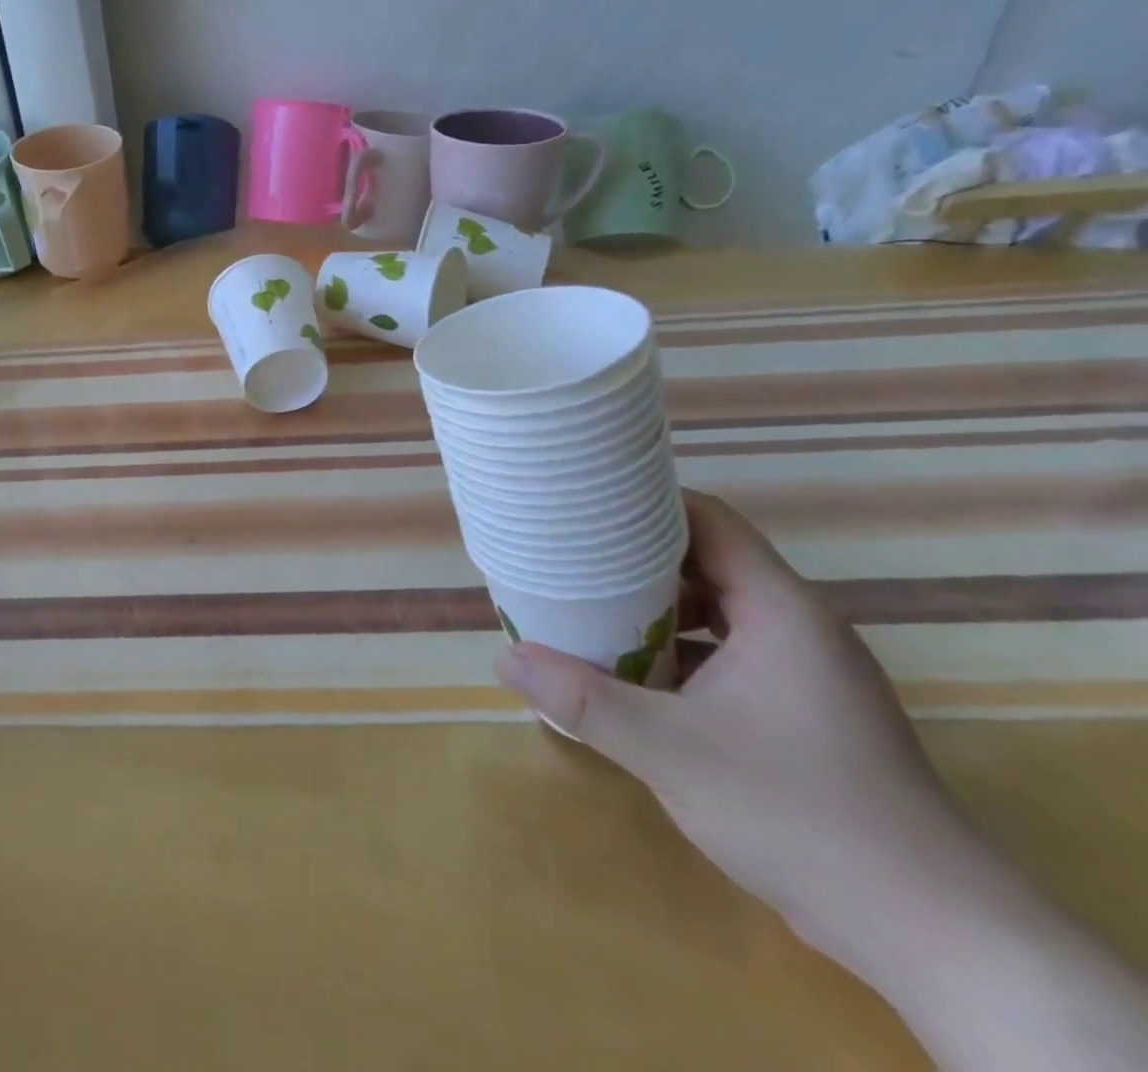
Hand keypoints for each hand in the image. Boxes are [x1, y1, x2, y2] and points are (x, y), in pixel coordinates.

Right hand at [494, 489, 979, 965]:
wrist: (930, 933)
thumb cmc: (798, 814)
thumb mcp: (669, 751)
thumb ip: (583, 699)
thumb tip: (504, 659)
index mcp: (779, 611)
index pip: (710, 521)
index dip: (648, 502)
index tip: (586, 503)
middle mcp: (798, 628)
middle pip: (708, 561)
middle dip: (638, 556)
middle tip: (570, 554)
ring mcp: (806, 673)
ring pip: (718, 611)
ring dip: (657, 607)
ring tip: (590, 607)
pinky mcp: (804, 713)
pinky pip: (729, 653)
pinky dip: (681, 649)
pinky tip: (635, 674)